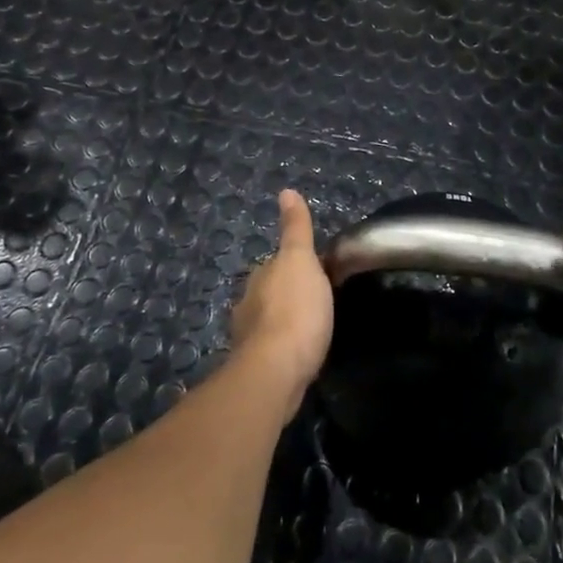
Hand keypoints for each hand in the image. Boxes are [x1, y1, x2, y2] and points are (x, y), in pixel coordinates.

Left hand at [231, 190, 333, 405]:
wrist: (276, 371)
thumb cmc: (295, 310)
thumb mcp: (301, 260)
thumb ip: (295, 229)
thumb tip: (286, 191)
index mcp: (260, 276)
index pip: (276, 263)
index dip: (295, 265)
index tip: (315, 271)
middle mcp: (248, 304)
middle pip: (269, 292)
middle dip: (286, 294)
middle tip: (315, 300)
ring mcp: (249, 339)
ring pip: (268, 322)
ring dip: (283, 323)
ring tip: (309, 330)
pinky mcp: (257, 369)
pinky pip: (272, 350)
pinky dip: (282, 349)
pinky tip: (298, 356)